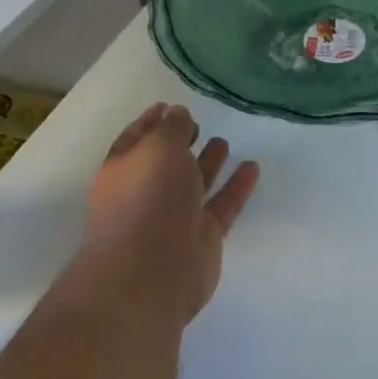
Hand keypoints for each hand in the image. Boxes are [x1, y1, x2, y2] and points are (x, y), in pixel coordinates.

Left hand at [75, 103, 259, 325]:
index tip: (169, 105)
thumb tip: (176, 113)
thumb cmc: (147, 200)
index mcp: (125, 169)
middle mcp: (147, 192)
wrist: (151, 272)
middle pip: (165, 162)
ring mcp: (174, 217)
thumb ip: (171, 128)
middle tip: (198, 124)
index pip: (137, 138)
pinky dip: (236, 187)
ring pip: (194, 184)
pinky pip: (221, 205)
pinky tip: (252, 167)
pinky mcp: (202, 237)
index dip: (152, 121)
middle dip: (179, 143)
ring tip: (224, 142)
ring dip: (208, 163)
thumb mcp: (158, 148)